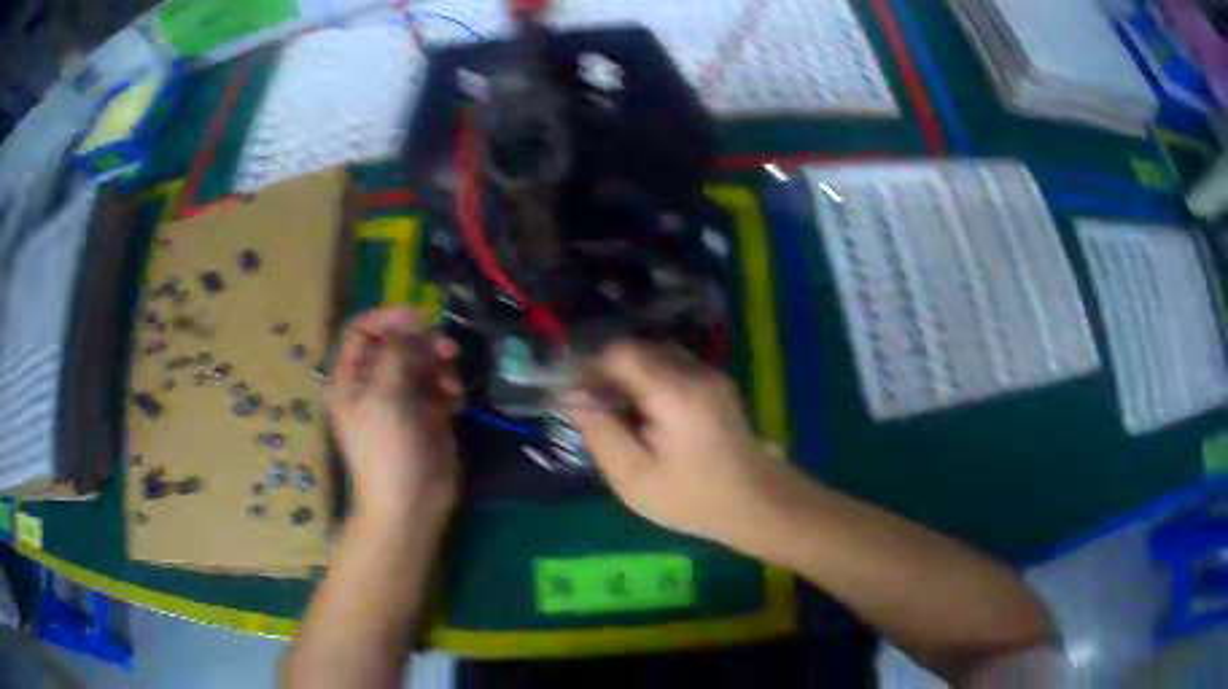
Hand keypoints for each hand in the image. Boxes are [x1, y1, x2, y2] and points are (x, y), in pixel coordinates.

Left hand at [326, 307, 461, 523]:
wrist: (410, 504)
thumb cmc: (387, 450)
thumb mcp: (383, 396)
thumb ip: (395, 352)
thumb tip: (412, 324)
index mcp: (350, 379)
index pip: (362, 331)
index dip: (388, 319)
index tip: (420, 317)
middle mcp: (373, 384)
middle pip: (396, 344)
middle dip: (421, 342)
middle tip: (446, 349)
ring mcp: (401, 400)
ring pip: (421, 362)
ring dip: (439, 364)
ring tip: (451, 383)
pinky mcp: (426, 415)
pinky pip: (438, 385)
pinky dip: (448, 386)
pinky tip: (455, 400)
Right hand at [567, 341, 792, 550]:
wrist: (759, 504)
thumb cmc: (694, 498)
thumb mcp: (635, 477)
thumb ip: (601, 433)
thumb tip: (574, 398)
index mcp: (673, 391)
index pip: (620, 352)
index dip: (589, 367)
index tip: (571, 394)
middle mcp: (695, 372)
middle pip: (639, 349)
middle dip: (607, 370)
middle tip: (588, 404)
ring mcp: (711, 377)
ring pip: (657, 356)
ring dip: (628, 374)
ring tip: (612, 410)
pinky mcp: (718, 388)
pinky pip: (674, 369)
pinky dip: (649, 380)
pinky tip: (643, 414)